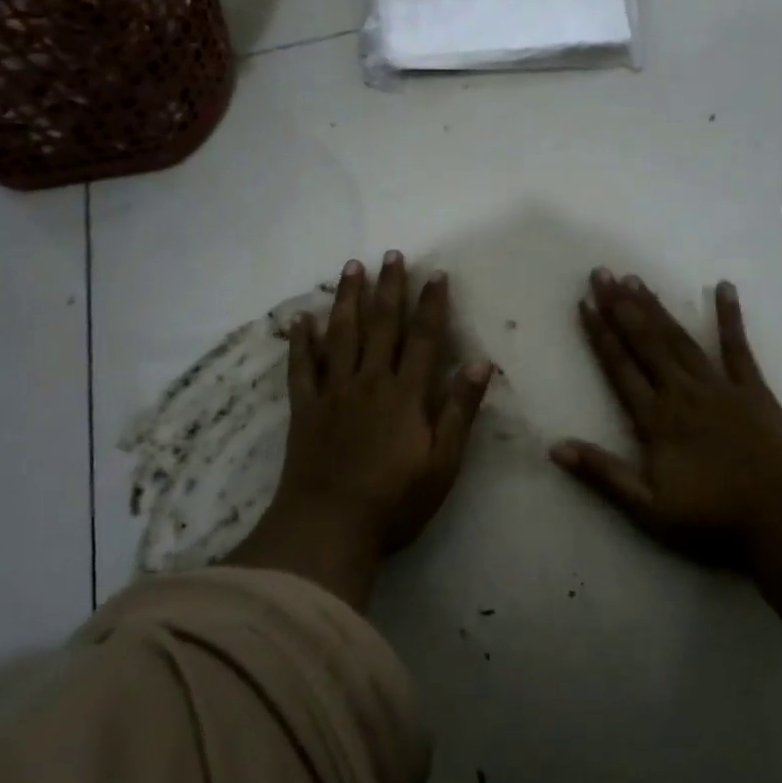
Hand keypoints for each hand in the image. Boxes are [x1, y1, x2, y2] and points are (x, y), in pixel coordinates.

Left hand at [277, 251, 492, 556]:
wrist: (328, 527)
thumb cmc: (394, 500)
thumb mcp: (442, 462)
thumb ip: (459, 410)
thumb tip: (481, 363)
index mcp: (405, 393)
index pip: (424, 338)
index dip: (431, 304)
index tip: (435, 274)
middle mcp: (370, 381)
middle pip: (381, 325)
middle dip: (389, 287)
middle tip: (391, 254)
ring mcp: (333, 391)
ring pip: (341, 334)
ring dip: (348, 299)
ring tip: (353, 267)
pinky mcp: (305, 408)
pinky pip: (301, 367)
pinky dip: (301, 341)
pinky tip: (301, 319)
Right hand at [552, 269, 781, 571]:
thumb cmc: (712, 519)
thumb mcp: (648, 508)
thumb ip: (603, 473)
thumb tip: (555, 447)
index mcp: (656, 418)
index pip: (620, 367)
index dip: (600, 334)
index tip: (584, 303)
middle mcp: (683, 392)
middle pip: (646, 342)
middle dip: (621, 307)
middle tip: (602, 273)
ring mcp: (719, 386)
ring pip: (679, 339)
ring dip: (656, 308)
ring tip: (636, 279)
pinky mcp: (753, 389)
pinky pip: (738, 347)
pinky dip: (729, 317)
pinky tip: (724, 287)